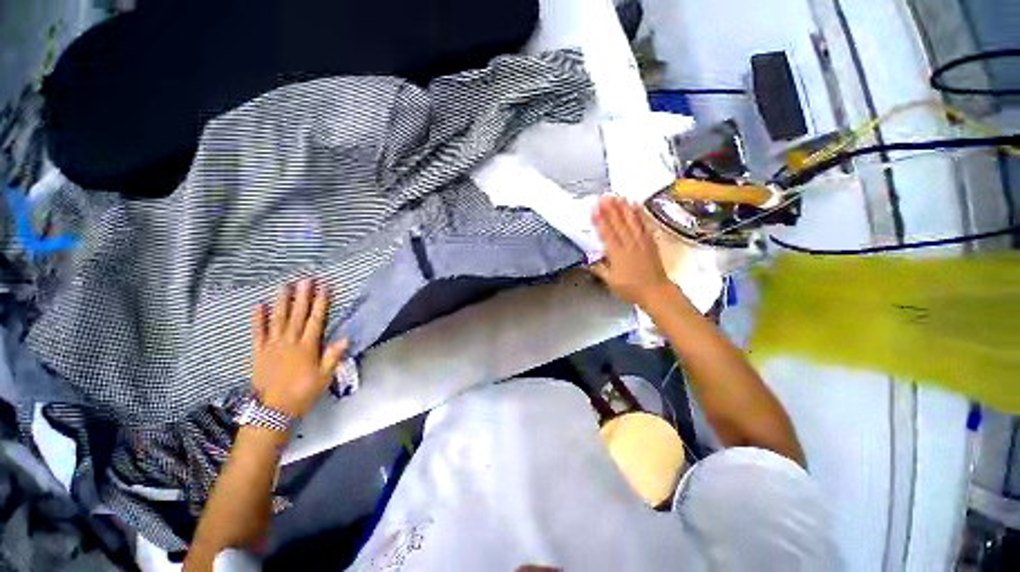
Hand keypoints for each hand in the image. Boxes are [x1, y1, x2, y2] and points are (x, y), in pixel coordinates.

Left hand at [251, 279, 347, 417]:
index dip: (321, 303)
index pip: (316, 320)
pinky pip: (258, 332)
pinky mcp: (259, 351)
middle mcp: (290, 342)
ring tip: (285, 286)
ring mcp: (272, 345)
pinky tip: (259, 305)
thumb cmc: (303, 392)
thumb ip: (333, 356)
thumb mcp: (324, 376)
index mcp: (307, 347)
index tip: (324, 287)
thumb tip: (345, 337)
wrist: (273, 410)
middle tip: (305, 279)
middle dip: (302, 296)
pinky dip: (258, 319)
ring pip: (278, 319)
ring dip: (282, 302)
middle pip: (297, 315)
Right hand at [590, 196, 674, 307]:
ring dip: (624, 208)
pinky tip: (635, 206)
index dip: (600, 220)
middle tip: (604, 196)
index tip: (594, 209)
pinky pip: (644, 225)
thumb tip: (585, 261)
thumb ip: (599, 269)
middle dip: (610, 209)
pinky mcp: (650, 241)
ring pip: (631, 221)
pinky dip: (640, 214)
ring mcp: (641, 241)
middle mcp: (629, 244)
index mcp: (617, 254)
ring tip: (618, 196)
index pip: (607, 233)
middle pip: (619, 224)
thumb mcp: (610, 282)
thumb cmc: (631, 288)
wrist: (655, 291)